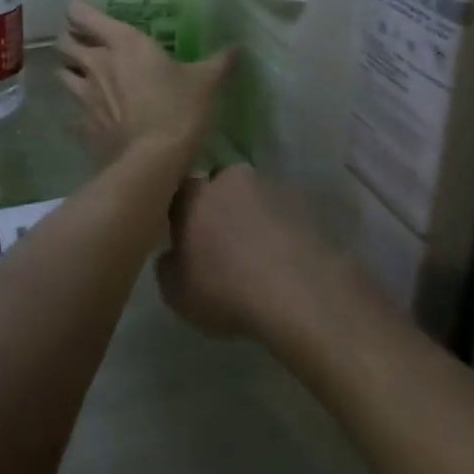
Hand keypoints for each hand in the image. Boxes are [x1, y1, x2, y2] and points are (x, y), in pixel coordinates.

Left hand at [54, 1, 234, 165]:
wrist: (152, 161)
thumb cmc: (179, 110)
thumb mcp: (206, 82)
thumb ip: (220, 62)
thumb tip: (238, 48)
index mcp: (123, 42)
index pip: (82, 14)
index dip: (79, 11)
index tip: (86, 13)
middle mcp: (96, 63)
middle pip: (64, 42)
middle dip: (70, 40)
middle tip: (85, 43)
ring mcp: (84, 96)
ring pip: (62, 74)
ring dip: (69, 71)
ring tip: (84, 75)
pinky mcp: (82, 125)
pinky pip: (71, 113)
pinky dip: (77, 111)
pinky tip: (90, 115)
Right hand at [159, 166, 325, 338]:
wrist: (299, 292)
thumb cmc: (227, 290)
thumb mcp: (177, 294)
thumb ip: (167, 267)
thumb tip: (173, 255)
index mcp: (195, 195)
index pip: (180, 192)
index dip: (181, 214)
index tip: (185, 238)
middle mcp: (231, 180)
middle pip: (220, 188)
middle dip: (219, 208)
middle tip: (222, 244)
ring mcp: (272, 187)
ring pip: (255, 198)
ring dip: (253, 217)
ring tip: (259, 254)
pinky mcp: (306, 203)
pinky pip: (284, 213)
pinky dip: (281, 229)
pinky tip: (284, 258)